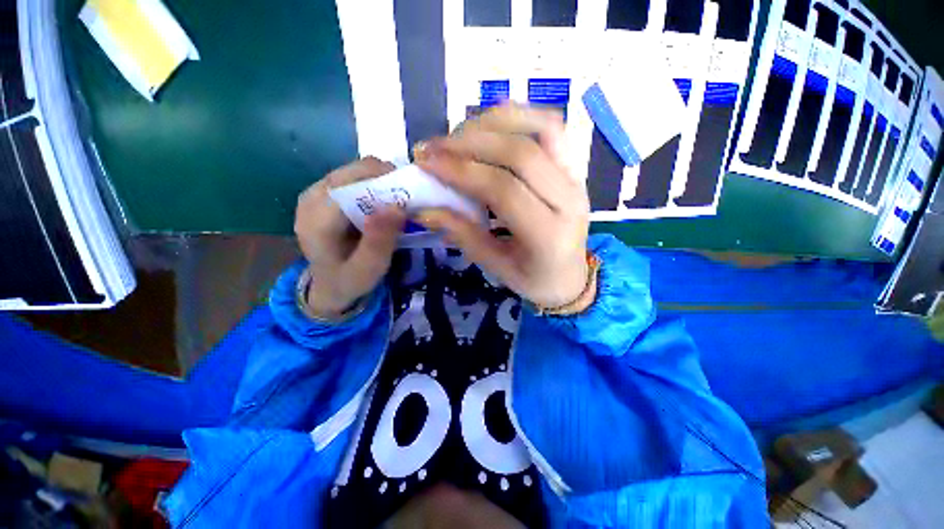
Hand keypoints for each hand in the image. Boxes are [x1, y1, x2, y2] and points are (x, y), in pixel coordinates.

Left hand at [295, 157, 405, 318]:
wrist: (330, 283)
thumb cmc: (350, 279)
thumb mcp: (368, 269)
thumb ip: (379, 241)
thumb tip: (397, 206)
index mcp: (317, 222)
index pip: (349, 187)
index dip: (381, 182)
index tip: (409, 192)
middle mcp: (310, 200)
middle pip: (350, 173)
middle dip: (383, 178)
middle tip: (406, 195)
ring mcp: (314, 194)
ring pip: (351, 171)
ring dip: (378, 179)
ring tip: (396, 198)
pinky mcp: (322, 193)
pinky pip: (350, 177)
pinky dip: (371, 182)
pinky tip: (382, 200)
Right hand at [415, 104, 590, 309]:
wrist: (571, 278)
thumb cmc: (534, 280)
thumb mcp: (495, 267)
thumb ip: (462, 235)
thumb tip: (423, 210)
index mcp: (548, 234)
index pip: (503, 189)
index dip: (461, 171)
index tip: (426, 162)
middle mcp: (569, 199)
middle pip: (520, 153)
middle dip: (470, 143)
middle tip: (434, 147)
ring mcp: (576, 179)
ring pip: (541, 129)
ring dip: (494, 123)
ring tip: (459, 134)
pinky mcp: (574, 169)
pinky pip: (551, 129)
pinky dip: (519, 117)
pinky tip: (490, 127)